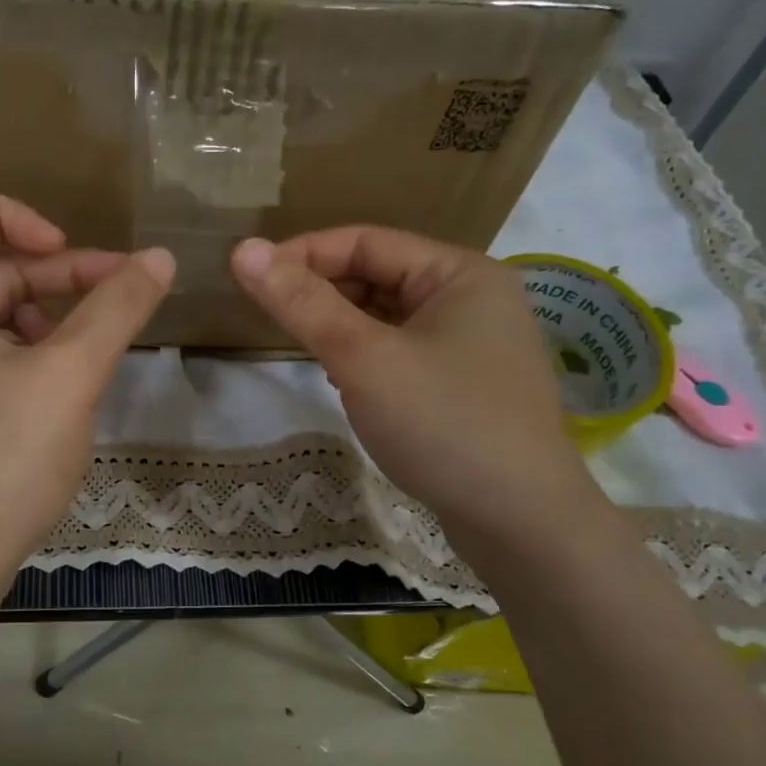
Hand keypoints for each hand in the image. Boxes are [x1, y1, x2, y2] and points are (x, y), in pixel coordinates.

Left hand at [0, 196, 174, 595]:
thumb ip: (117, 309)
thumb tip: (161, 257)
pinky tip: (74, 382)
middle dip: (59, 277)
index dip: (13, 216)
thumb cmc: (0, 459)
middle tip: (126, 291)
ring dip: (53, 318)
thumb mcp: (69, 375)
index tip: (66, 249)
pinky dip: (35, 355)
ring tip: (102, 345)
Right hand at [230, 228, 599, 553]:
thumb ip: (302, 303)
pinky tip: (340, 377)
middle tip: (266, 312)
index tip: (249, 276)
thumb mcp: (363, 358)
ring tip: (298, 342)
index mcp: (460, 273)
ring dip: (341, 325)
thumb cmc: (443, 425)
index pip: (366, 241)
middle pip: (379, 275)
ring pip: (388, 317)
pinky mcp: (465, 386)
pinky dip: (365, 355)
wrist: (522, 525)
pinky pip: (402, 351)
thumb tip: (243, 250)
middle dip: (322, 290)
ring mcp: (474, 345)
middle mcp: (473, 299)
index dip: (303, 253)